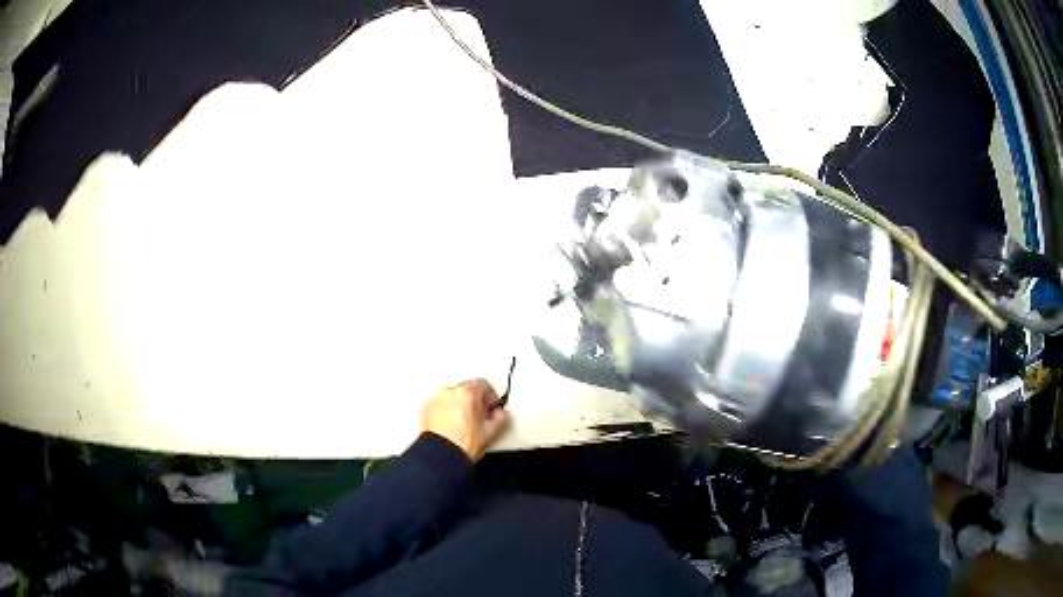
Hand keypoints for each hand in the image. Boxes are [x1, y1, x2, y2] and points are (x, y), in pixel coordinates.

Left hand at [421, 379, 509, 461]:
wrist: (442, 456)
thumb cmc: (462, 445)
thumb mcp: (490, 432)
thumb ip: (501, 417)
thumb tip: (500, 414)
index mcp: (468, 393)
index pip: (485, 385)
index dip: (491, 397)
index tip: (492, 406)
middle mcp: (450, 392)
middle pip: (468, 389)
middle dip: (475, 401)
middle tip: (480, 416)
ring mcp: (437, 400)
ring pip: (453, 397)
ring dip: (460, 405)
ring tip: (464, 423)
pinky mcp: (427, 408)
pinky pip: (440, 405)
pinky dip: (446, 411)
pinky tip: (451, 426)